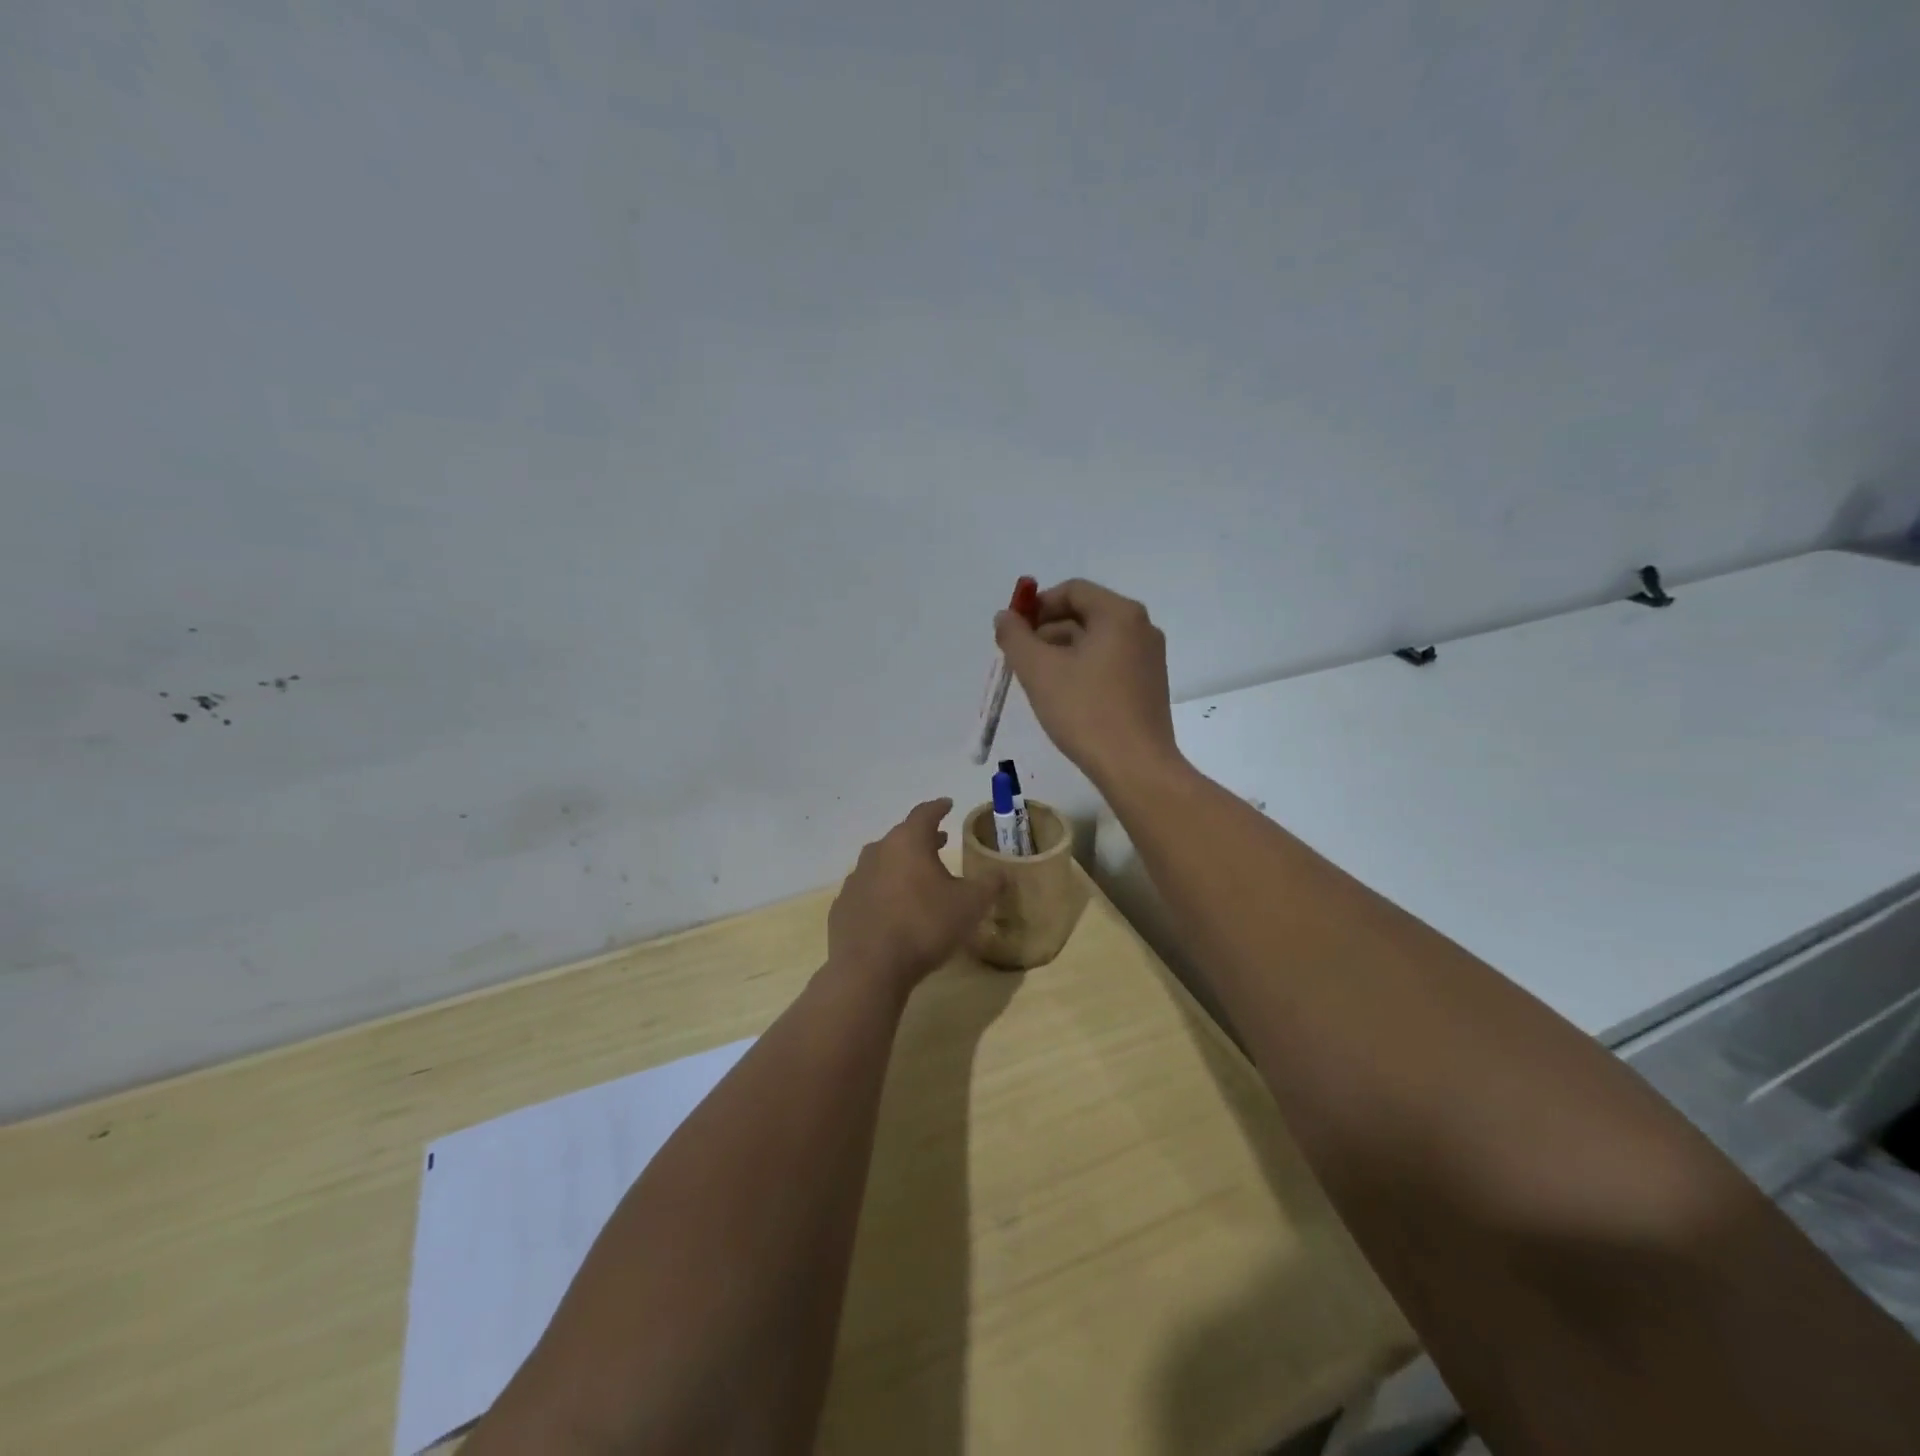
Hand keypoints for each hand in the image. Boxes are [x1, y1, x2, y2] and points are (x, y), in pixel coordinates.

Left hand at [827, 799, 995, 991]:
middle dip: (922, 839)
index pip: (925, 814)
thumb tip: (1002, 873)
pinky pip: (868, 890)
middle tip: (939, 842)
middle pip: (902, 837)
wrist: (869, 968)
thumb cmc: (924, 926)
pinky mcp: (843, 906)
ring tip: (918, 877)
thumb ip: (989, 885)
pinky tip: (892, 909)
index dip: (939, 808)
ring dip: (901, 865)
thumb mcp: (970, 905)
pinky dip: (882, 892)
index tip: (947, 804)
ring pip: (882, 862)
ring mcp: (855, 879)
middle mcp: (877, 852)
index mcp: (908, 842)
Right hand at [994, 579, 1180, 787]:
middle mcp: (1141, 628)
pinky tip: (1064, 697)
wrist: (1135, 767)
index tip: (1013, 631)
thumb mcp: (1039, 671)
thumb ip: (1015, 637)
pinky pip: (1109, 663)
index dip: (1037, 605)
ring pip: (1096, 642)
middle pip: (1085, 614)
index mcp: (1119, 614)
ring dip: (1062, 652)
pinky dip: (1083, 669)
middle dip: (1047, 631)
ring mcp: (1149, 658)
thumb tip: (1005, 616)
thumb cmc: (1085, 712)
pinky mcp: (1149, 686)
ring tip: (1037, 680)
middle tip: (1019, 658)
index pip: (1072, 590)